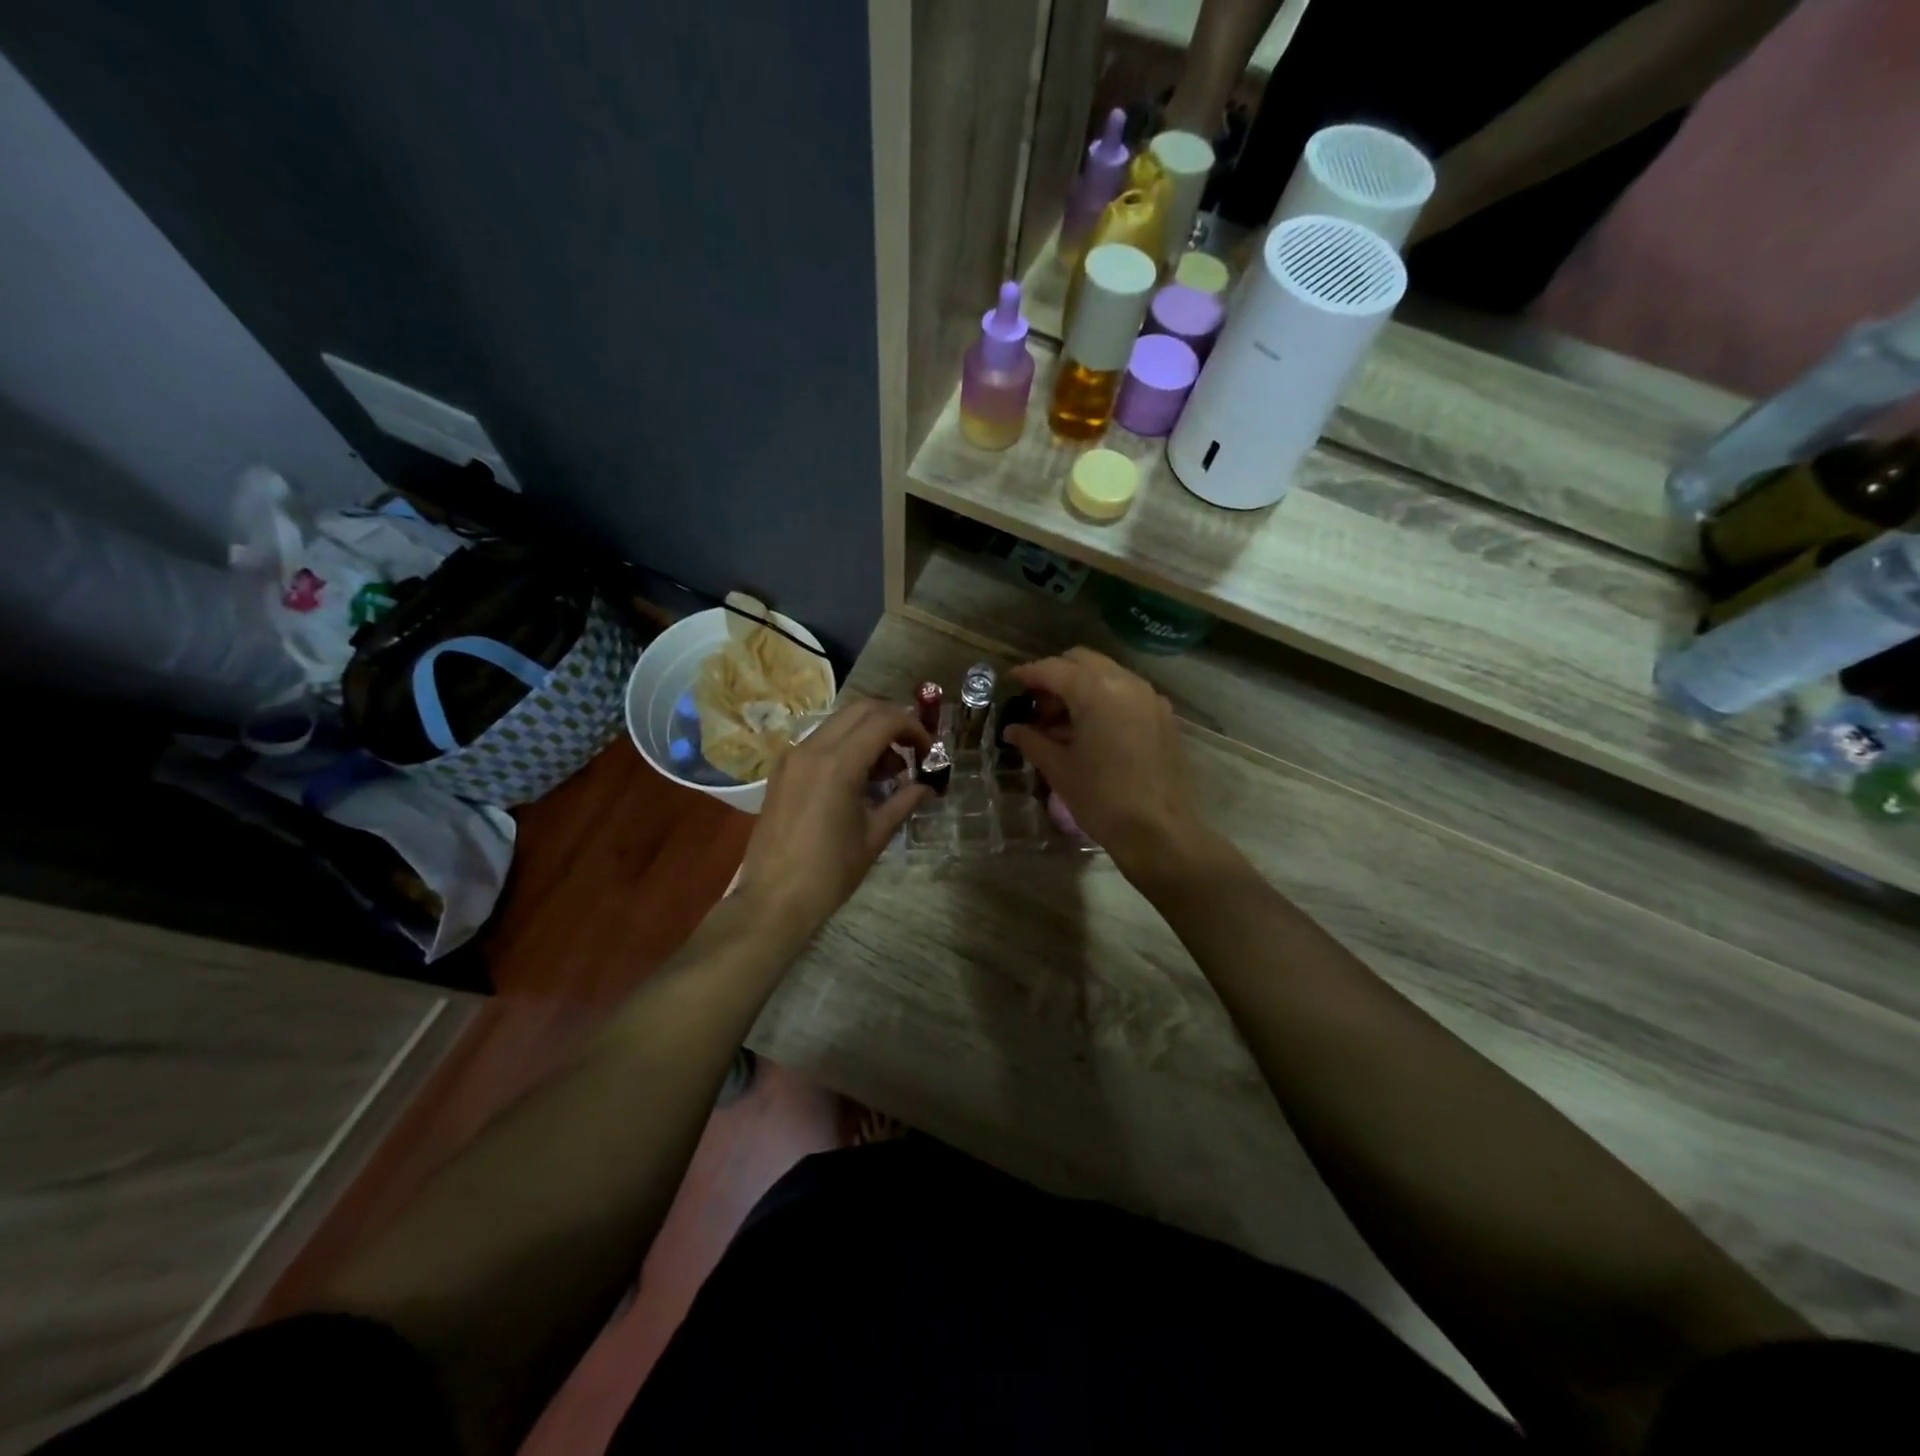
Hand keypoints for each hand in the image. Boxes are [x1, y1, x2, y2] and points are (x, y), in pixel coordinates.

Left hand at [734, 699, 931, 940]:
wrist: (773, 900)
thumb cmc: (829, 873)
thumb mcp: (874, 836)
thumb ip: (904, 801)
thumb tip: (927, 786)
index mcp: (838, 763)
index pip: (884, 720)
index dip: (914, 729)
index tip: (928, 752)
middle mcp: (812, 749)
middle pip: (861, 709)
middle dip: (892, 721)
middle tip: (912, 750)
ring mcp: (792, 757)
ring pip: (839, 722)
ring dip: (868, 732)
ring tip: (888, 770)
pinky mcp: (782, 771)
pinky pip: (820, 741)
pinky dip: (846, 745)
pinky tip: (858, 778)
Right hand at [1002, 648, 1207, 878]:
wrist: (1157, 831)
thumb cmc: (1100, 798)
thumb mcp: (1058, 768)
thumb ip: (1032, 740)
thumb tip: (1013, 729)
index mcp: (1096, 691)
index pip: (1053, 669)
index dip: (1028, 674)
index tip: (1011, 682)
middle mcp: (1125, 682)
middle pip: (1082, 661)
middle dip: (1056, 675)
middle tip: (1037, 704)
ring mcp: (1149, 697)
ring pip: (1106, 673)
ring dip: (1080, 686)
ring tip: (1061, 721)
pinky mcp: (1162, 715)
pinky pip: (1126, 692)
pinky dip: (1104, 698)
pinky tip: (1091, 729)